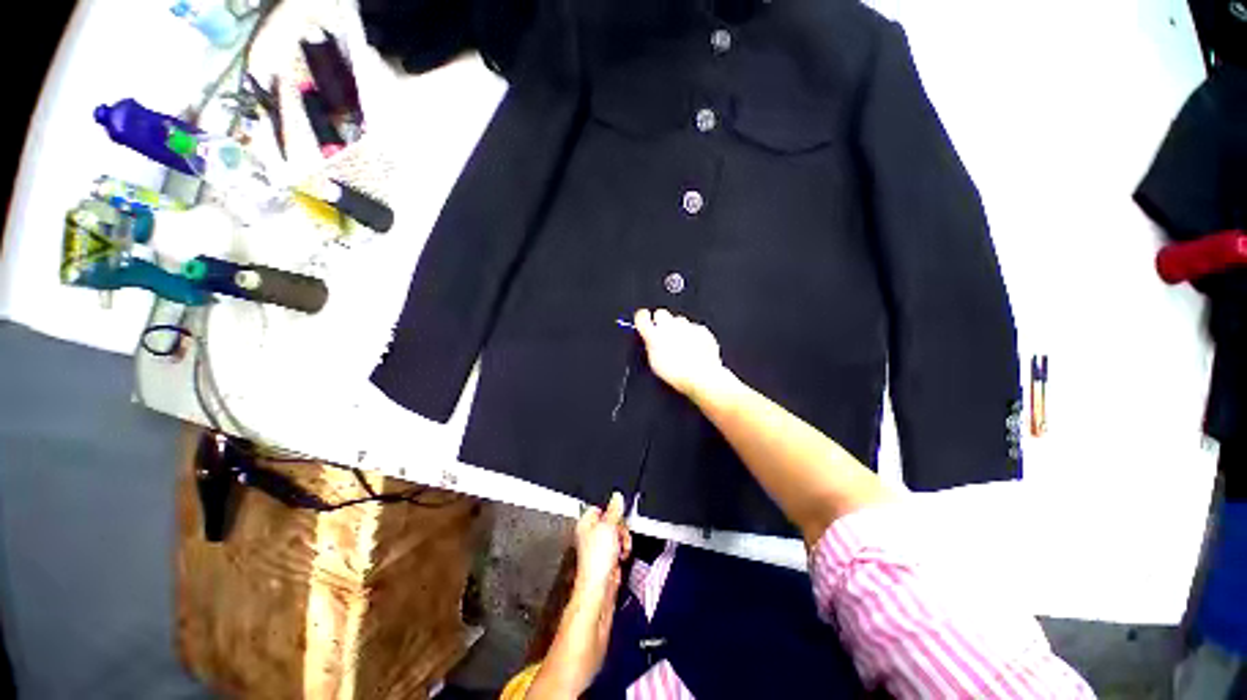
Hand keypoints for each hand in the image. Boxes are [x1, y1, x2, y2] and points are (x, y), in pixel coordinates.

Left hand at [529, 494, 630, 697]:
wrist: (596, 605)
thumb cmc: (596, 567)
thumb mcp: (608, 530)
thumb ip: (614, 511)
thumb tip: (617, 495)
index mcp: (586, 526)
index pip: (600, 509)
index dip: (612, 512)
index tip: (619, 519)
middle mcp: (591, 538)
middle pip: (612, 523)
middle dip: (621, 529)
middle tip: (620, 540)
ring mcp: (599, 555)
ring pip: (618, 539)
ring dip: (624, 544)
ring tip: (622, 554)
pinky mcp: (607, 569)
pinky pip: (619, 556)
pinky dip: (623, 558)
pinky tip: (622, 564)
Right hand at [633, 309, 732, 402]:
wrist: (702, 377)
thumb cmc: (678, 375)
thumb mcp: (654, 364)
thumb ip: (650, 346)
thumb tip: (650, 340)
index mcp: (654, 335)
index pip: (642, 316)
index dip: (642, 318)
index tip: (644, 320)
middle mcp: (669, 326)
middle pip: (661, 314)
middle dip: (661, 321)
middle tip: (663, 335)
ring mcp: (687, 326)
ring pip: (679, 320)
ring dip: (678, 328)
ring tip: (681, 345)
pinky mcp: (701, 330)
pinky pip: (694, 328)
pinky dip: (693, 335)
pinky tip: (694, 348)